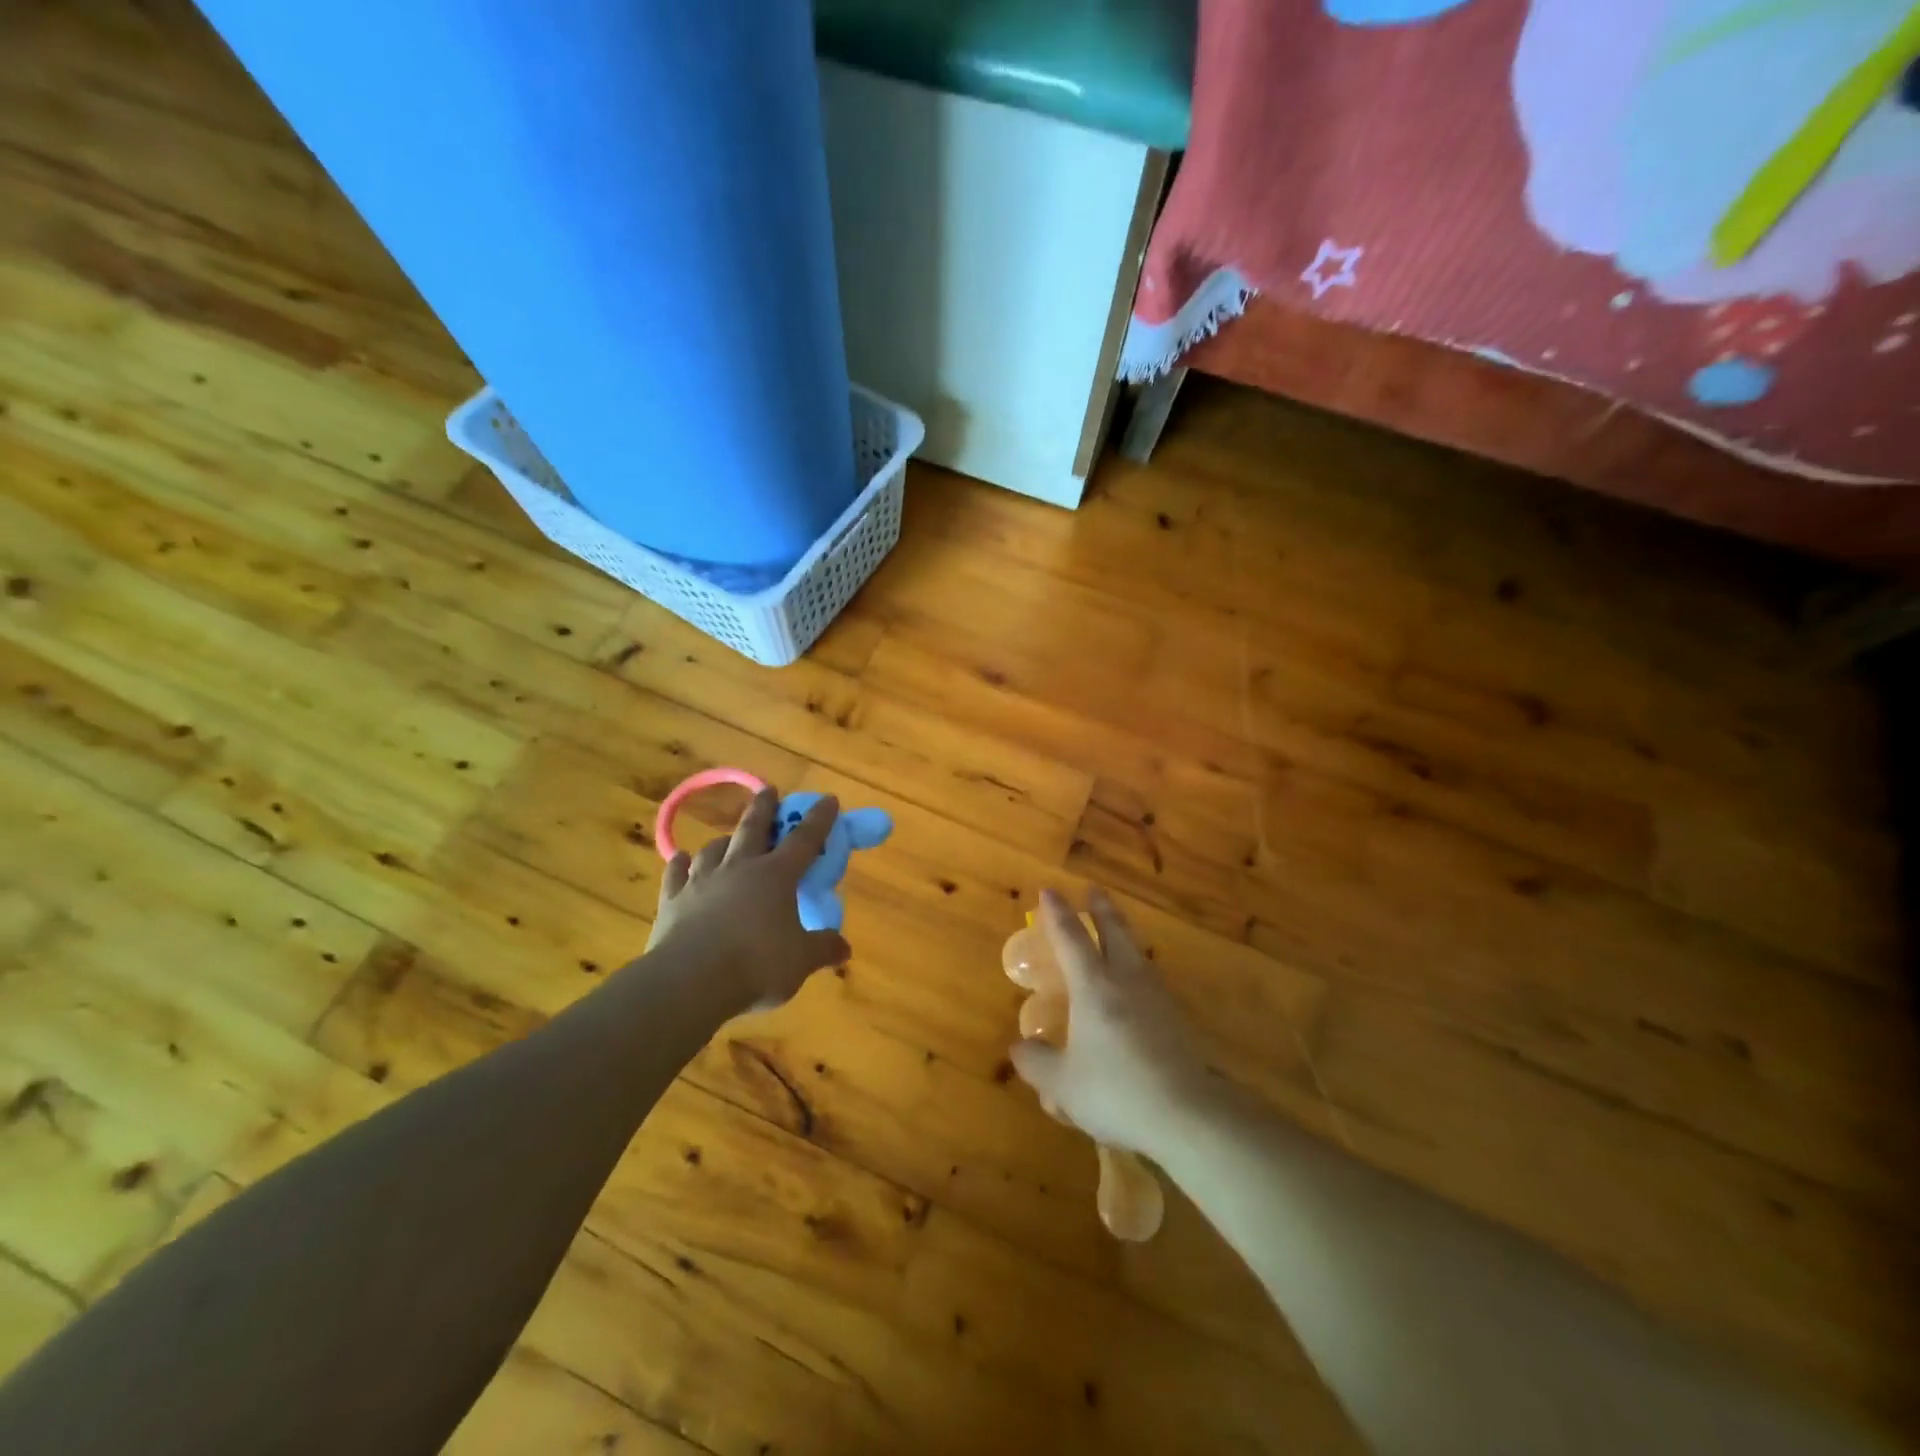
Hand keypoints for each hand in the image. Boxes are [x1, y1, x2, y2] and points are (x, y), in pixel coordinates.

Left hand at [646, 788, 850, 1013]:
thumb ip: (823, 949)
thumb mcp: (801, 961)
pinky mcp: (672, 900)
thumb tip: (845, 948)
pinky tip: (680, 859)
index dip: (819, 819)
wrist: (689, 981)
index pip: (804, 839)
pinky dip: (680, 865)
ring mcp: (702, 881)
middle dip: (764, 807)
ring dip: (724, 840)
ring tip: (728, 838)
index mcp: (776, 876)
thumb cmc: (756, 965)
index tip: (828, 799)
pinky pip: (676, 874)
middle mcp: (740, 868)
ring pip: (714, 849)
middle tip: (769, 790)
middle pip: (753, 828)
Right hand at [1010, 888, 1220, 1156]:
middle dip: (1101, 908)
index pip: (1071, 938)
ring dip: (1124, 934)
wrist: (1189, 1113)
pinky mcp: (1179, 1018)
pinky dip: (1139, 969)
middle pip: (1114, 931)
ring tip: (1117, 932)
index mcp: (1093, 986)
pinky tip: (1140, 985)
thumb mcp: (1063, 1084)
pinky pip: (1152, 979)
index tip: (1049, 890)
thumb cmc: (1117, 1090)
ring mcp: (1158, 996)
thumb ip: (1037, 1063)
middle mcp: (1127, 979)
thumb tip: (1020, 1047)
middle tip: (1094, 890)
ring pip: (1138, 952)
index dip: (1057, 914)